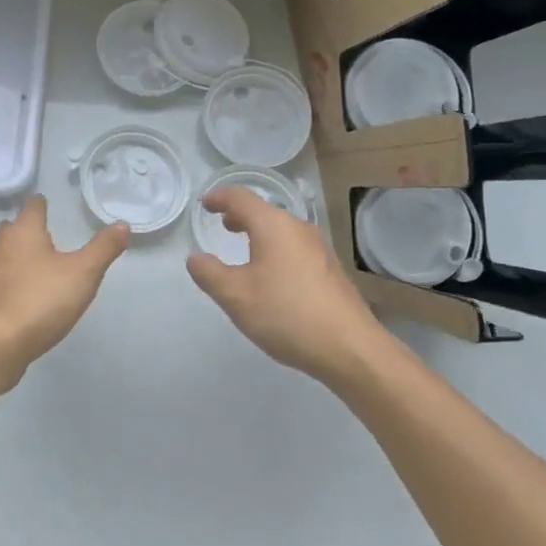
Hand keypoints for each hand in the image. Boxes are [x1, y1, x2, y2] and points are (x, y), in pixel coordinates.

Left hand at [0, 195, 129, 387]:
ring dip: (21, 255)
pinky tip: (29, 294)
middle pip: (13, 228)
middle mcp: (2, 246)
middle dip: (27, 228)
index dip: (41, 204)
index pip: (32, 206)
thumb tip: (123, 225)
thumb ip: (103, 248)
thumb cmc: (41, 299)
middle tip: (47, 234)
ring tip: (42, 264)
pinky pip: (3, 280)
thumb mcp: (83, 273)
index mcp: (24, 232)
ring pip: (6, 254)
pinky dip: (15, 280)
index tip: (49, 204)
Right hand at [187, 186, 392, 387]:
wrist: (350, 347)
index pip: (240, 198)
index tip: (205, 205)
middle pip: (265, 211)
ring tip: (246, 249)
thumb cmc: (286, 314)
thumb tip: (195, 258)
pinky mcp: (331, 270)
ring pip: (282, 230)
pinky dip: (277, 250)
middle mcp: (298, 228)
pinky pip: (295, 248)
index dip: (219, 198)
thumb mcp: (235, 296)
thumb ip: (209, 274)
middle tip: (223, 224)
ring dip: (260, 234)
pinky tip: (273, 276)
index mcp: (273, 226)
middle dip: (241, 216)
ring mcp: (319, 249)